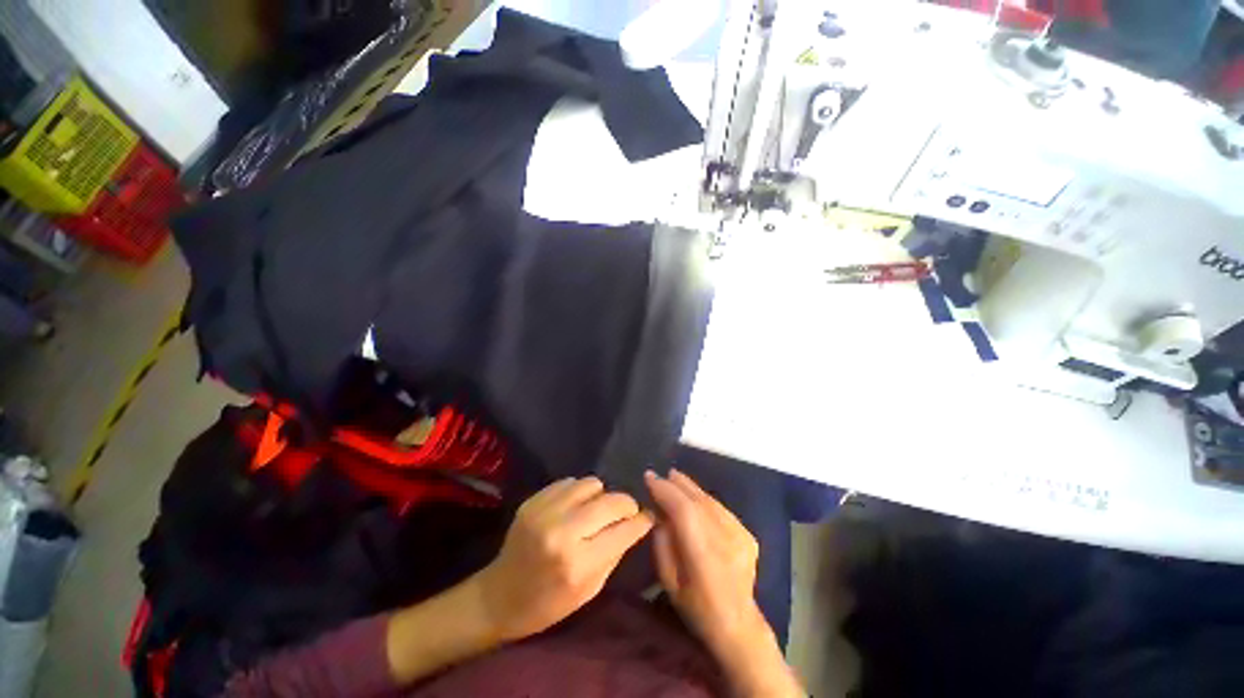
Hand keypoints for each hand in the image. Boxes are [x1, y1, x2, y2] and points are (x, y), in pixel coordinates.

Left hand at [475, 477, 653, 641]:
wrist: (499, 596)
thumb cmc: (548, 603)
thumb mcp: (589, 589)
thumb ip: (614, 553)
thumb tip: (636, 524)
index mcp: (577, 563)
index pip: (623, 530)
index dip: (641, 521)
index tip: (649, 516)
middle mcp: (562, 531)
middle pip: (610, 501)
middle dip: (627, 504)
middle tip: (628, 511)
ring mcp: (544, 512)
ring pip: (591, 484)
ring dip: (601, 495)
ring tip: (597, 509)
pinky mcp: (533, 501)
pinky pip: (569, 482)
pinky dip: (579, 492)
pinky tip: (576, 506)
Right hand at [646, 469, 802, 696]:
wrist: (739, 625)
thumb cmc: (696, 607)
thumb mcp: (669, 581)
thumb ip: (662, 543)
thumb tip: (659, 513)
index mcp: (704, 557)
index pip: (684, 511)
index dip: (665, 491)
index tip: (649, 478)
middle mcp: (725, 540)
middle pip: (699, 501)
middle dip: (677, 484)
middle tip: (661, 474)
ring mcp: (741, 536)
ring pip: (711, 501)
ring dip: (691, 487)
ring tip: (675, 478)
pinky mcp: (748, 535)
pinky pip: (721, 509)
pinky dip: (705, 499)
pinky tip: (695, 496)